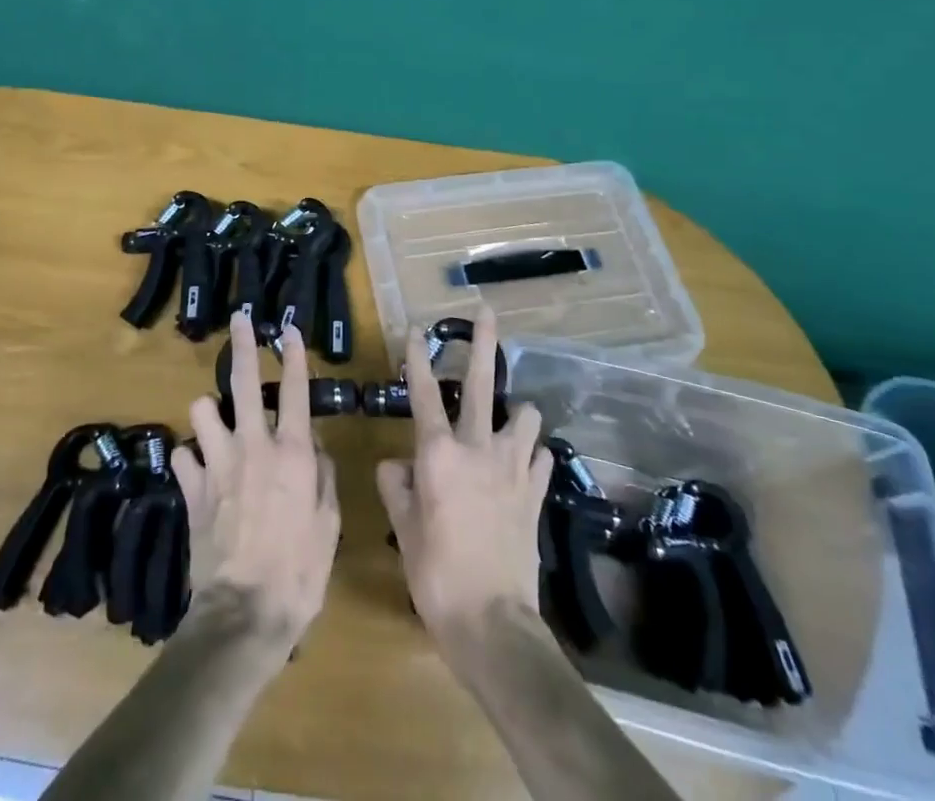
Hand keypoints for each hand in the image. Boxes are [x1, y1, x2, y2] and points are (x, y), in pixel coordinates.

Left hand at [174, 314, 340, 650]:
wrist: (245, 613)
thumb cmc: (299, 571)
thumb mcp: (328, 523)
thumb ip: (323, 475)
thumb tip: (310, 444)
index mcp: (291, 452)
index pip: (293, 389)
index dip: (292, 355)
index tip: (287, 329)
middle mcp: (252, 446)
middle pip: (242, 381)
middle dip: (242, 344)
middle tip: (241, 320)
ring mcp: (217, 464)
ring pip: (202, 410)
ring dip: (209, 413)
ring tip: (216, 423)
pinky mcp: (191, 489)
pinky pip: (183, 456)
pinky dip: (191, 459)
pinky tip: (198, 472)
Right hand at [375, 311, 552, 642]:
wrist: (492, 623)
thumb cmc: (436, 574)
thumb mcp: (404, 530)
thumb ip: (396, 487)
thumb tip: (394, 464)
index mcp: (438, 453)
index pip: (423, 393)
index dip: (417, 357)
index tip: (416, 327)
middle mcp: (477, 448)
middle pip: (481, 384)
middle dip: (484, 343)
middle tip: (487, 311)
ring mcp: (512, 469)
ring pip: (524, 417)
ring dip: (518, 411)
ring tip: (511, 415)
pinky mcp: (535, 493)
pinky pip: (540, 460)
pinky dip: (533, 454)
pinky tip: (527, 461)